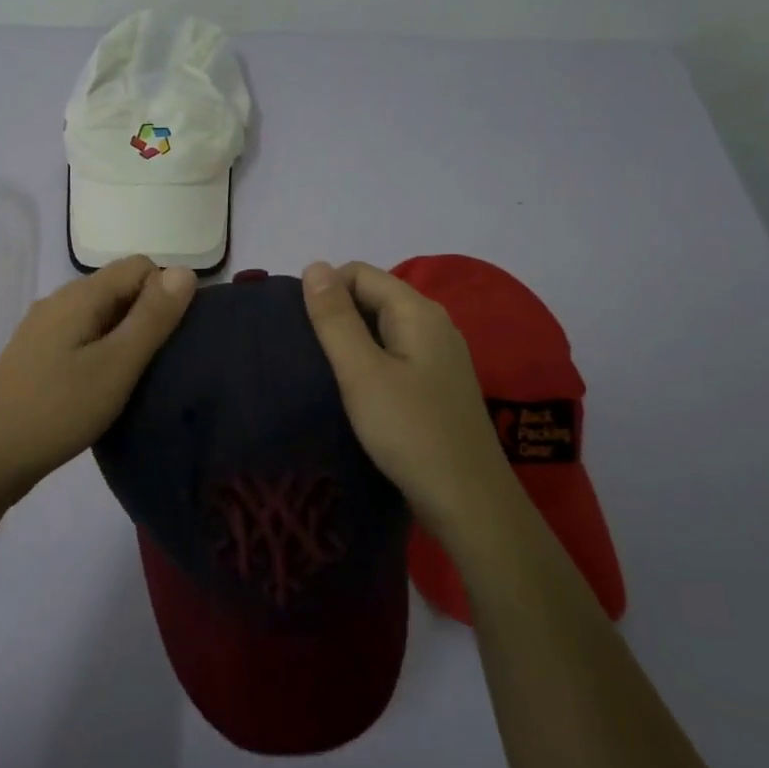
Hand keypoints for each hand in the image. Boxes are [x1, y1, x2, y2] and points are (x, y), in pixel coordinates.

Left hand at [0, 256, 196, 511]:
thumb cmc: (59, 409)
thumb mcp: (117, 365)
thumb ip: (152, 318)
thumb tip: (185, 271)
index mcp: (79, 295)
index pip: (140, 266)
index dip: (165, 293)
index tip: (172, 339)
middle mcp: (59, 301)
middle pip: (118, 288)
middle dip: (147, 315)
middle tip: (159, 363)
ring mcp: (42, 328)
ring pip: (99, 314)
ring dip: (124, 336)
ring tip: (135, 378)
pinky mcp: (35, 354)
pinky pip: (81, 336)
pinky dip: (101, 351)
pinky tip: (103, 386)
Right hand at [301, 260, 508, 537]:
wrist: (468, 501)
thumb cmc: (409, 430)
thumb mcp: (361, 372)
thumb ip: (335, 318)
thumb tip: (314, 265)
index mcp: (417, 311)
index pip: (359, 273)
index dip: (325, 290)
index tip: (300, 329)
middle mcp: (433, 324)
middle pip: (373, 296)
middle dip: (336, 315)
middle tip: (307, 353)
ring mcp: (439, 356)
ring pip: (382, 328)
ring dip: (350, 341)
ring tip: (323, 372)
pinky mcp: (437, 385)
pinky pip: (394, 355)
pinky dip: (369, 362)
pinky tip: (354, 391)